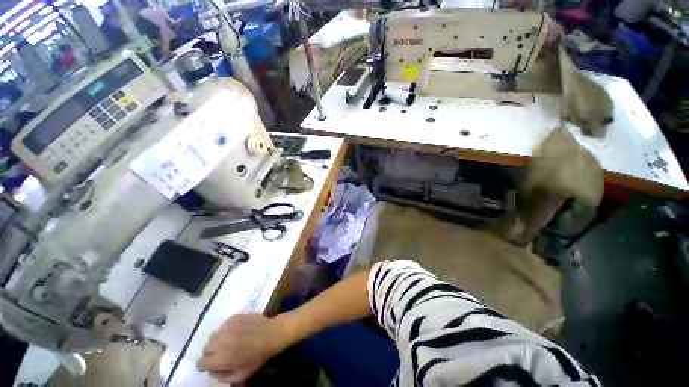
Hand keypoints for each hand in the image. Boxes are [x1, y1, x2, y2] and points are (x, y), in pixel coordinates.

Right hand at [197, 314, 293, 384]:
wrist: (272, 333)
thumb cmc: (258, 356)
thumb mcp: (241, 375)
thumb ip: (223, 377)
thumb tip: (213, 372)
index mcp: (220, 357)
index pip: (200, 363)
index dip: (207, 366)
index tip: (215, 365)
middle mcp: (219, 341)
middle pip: (206, 349)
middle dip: (212, 353)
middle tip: (224, 353)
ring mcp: (226, 327)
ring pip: (213, 336)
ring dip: (217, 341)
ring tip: (230, 342)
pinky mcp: (233, 317)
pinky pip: (222, 326)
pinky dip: (226, 331)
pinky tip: (236, 332)